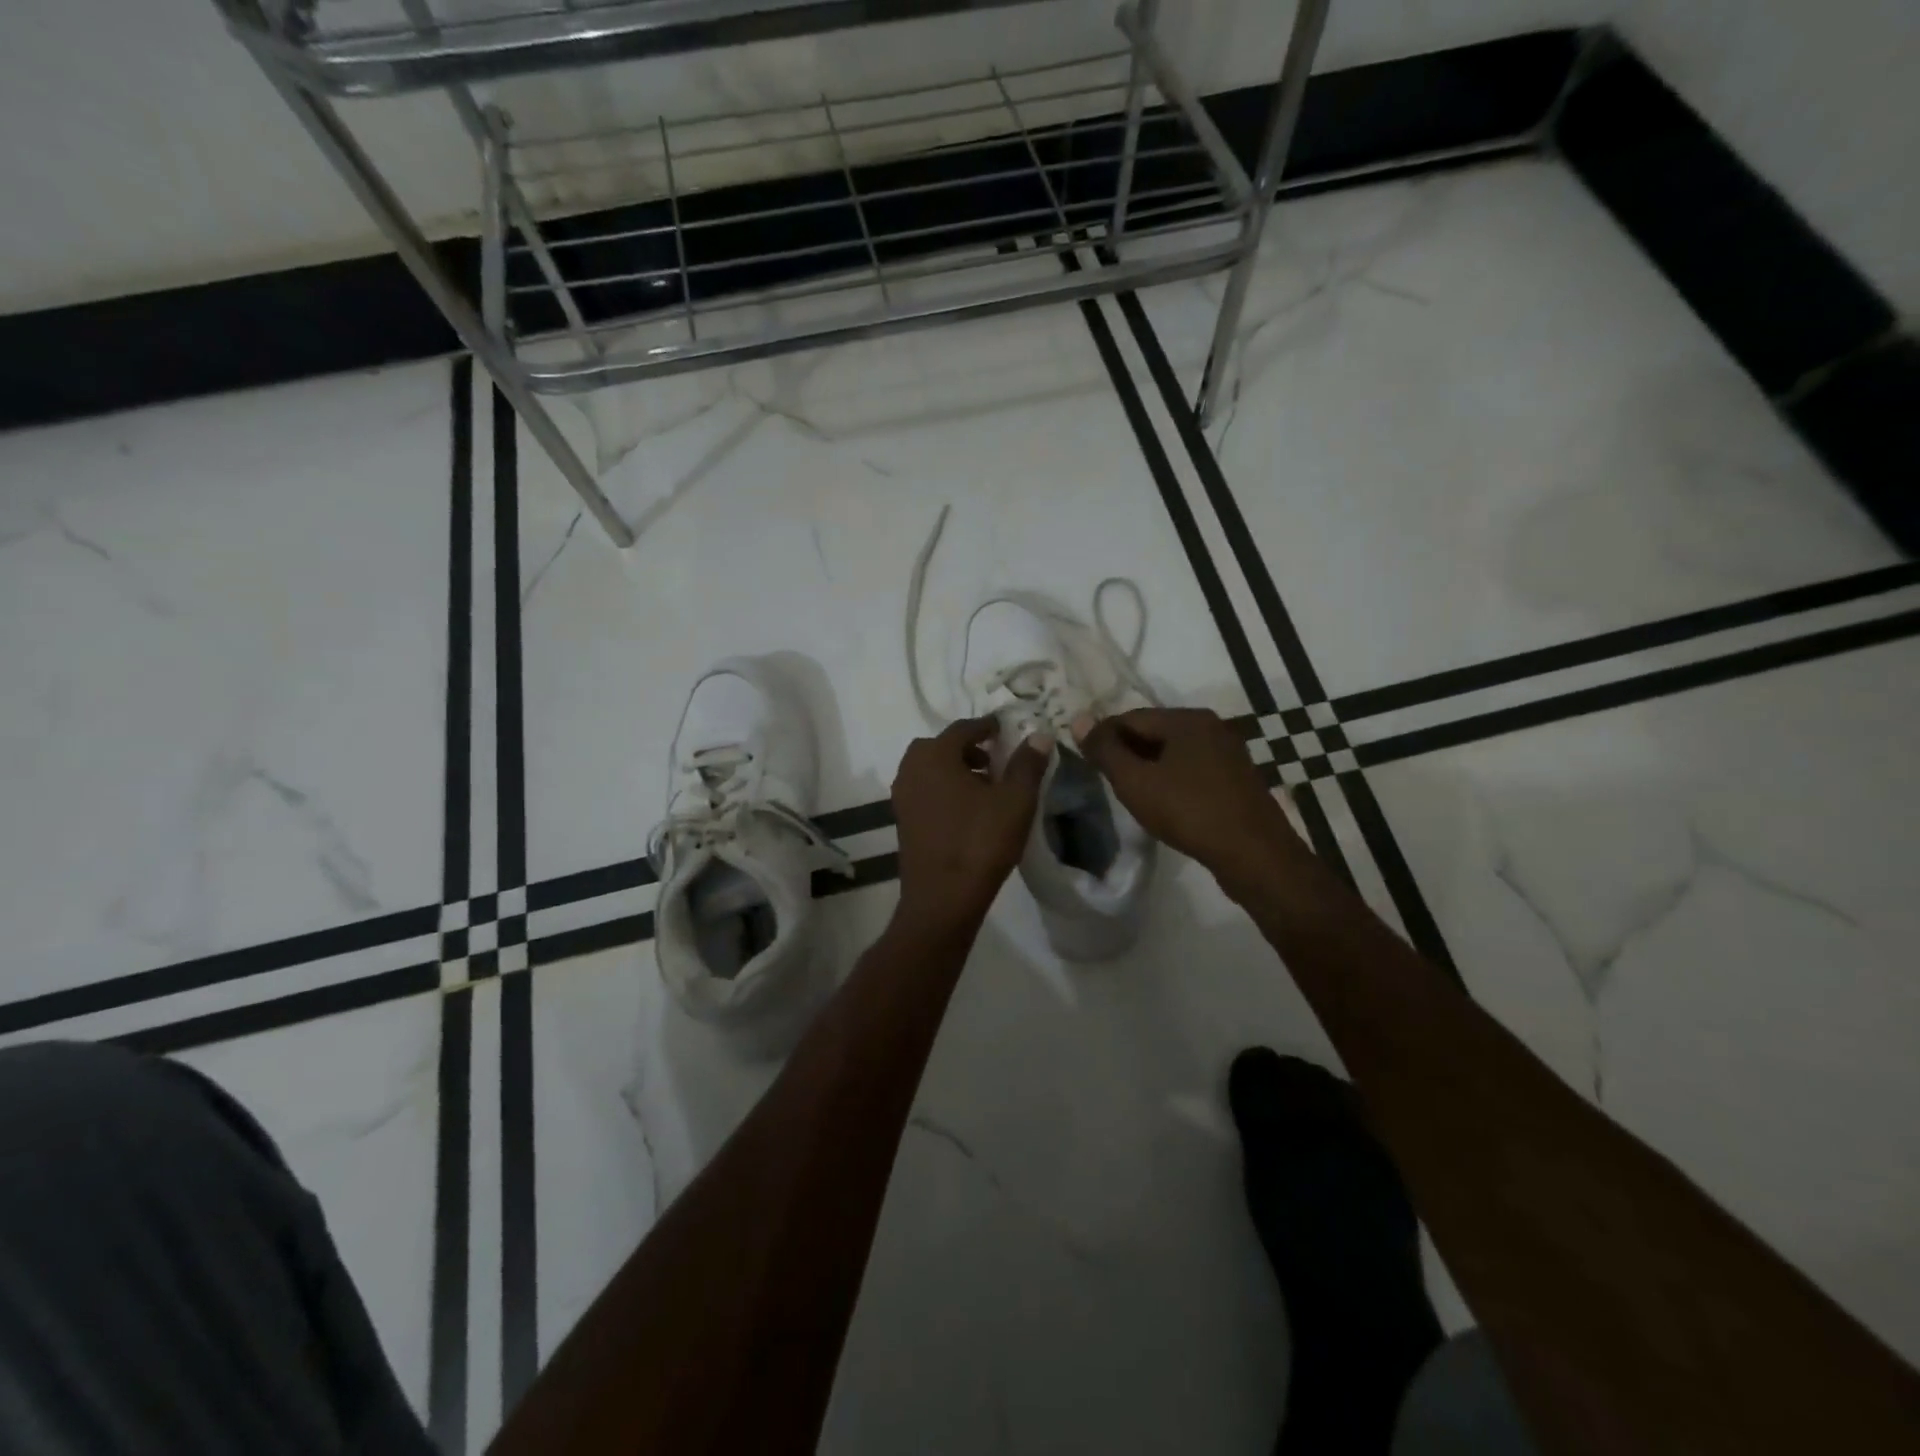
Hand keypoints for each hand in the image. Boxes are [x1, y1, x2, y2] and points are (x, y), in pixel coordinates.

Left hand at [892, 716, 1050, 925]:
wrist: (942, 898)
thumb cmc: (980, 842)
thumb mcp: (1015, 801)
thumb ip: (1027, 764)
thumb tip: (1039, 735)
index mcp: (934, 756)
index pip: (962, 728)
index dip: (986, 727)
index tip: (1005, 730)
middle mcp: (911, 769)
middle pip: (940, 747)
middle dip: (968, 748)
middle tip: (995, 760)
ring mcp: (902, 797)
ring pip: (930, 769)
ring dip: (955, 769)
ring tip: (986, 787)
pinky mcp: (902, 821)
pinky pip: (924, 791)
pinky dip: (943, 789)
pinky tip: (968, 810)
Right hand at [1075, 708, 1303, 877]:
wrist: (1255, 854)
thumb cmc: (1189, 812)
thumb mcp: (1135, 782)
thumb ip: (1105, 750)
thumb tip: (1079, 720)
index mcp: (1187, 719)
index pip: (1131, 717)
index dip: (1103, 736)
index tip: (1085, 761)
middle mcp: (1211, 727)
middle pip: (1154, 731)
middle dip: (1127, 752)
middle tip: (1105, 779)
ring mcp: (1228, 753)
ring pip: (1174, 752)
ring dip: (1149, 767)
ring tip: (1131, 794)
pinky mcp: (1237, 779)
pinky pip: (1193, 770)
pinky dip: (1172, 780)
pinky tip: (1164, 803)